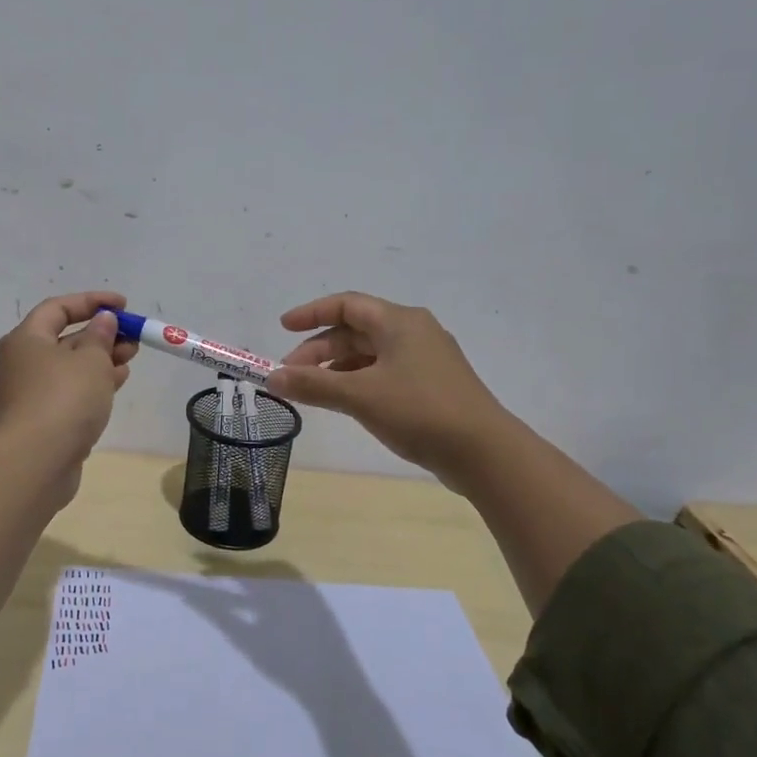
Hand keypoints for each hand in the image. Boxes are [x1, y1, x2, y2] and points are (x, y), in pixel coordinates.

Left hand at [0, 291, 137, 484]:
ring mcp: (26, 396)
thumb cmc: (64, 399)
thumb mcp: (91, 360)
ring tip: (130, 360)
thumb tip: (102, 321)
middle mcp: (19, 364)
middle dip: (100, 335)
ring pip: (67, 369)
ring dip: (99, 361)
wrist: (36, 462)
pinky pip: (66, 393)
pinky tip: (115, 385)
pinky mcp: (37, 422)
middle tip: (132, 338)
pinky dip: (90, 385)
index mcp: (24, 340)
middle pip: (62, 340)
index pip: (57, 308)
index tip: (123, 305)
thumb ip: (100, 336)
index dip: (92, 302)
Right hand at [266, 292, 507, 489]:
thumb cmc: (419, 411)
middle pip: (356, 331)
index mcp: (399, 321)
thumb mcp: (360, 395)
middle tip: (291, 375)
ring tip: (312, 392)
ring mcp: (425, 359)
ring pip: (369, 355)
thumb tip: (272, 378)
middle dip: (319, 350)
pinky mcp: (431, 386)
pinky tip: (345, 403)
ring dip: (337, 369)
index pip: (347, 304)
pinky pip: (384, 373)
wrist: (484, 452)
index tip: (282, 328)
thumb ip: (313, 384)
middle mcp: (414, 332)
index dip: (311, 313)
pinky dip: (358, 382)